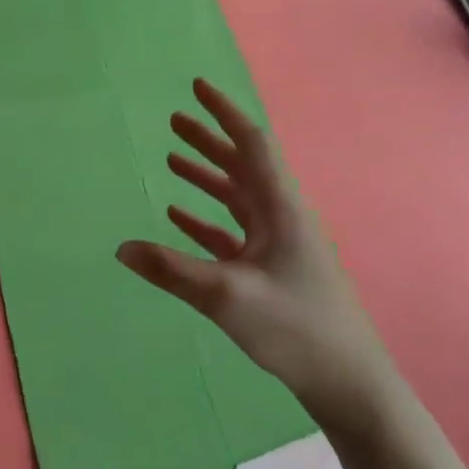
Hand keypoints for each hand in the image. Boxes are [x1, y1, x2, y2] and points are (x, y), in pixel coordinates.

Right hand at [115, 79, 402, 437]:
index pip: (250, 144)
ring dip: (206, 177)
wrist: (346, 380)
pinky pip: (233, 231)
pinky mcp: (272, 270)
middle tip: (173, 121)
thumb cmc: (294, 327)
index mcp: (280, 208)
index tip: (197, 87)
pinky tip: (180, 216)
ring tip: (172, 159)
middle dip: (209, 140)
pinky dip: (207, 218)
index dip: (223, 112)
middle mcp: (281, 217)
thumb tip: (121, 249)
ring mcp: (278, 244)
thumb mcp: (226, 296)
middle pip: (241, 165)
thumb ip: (171, 271)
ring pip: (237, 197)